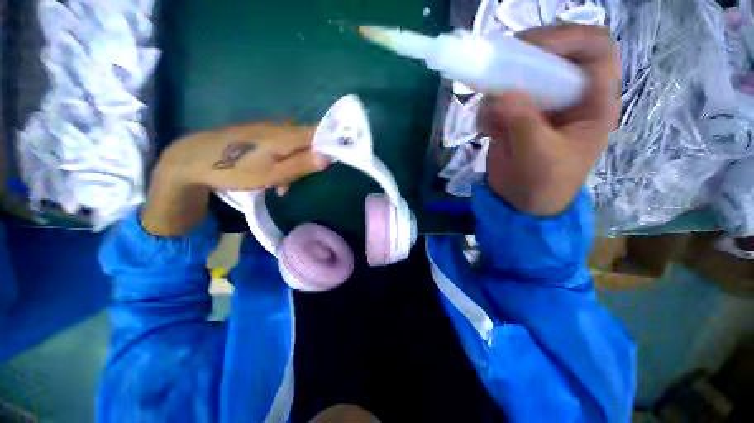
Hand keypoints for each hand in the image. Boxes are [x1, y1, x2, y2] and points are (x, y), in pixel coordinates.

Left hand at [142, 123, 329, 235]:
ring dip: (296, 165)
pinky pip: (282, 146)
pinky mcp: (260, 134)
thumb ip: (301, 165)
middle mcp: (281, 127)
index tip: (339, 159)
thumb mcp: (272, 174)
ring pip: (295, 145)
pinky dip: (283, 162)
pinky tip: (273, 178)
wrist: (193, 159)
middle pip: (310, 140)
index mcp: (287, 136)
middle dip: (313, 159)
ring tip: (283, 186)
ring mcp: (269, 130)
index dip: (334, 142)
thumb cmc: (235, 169)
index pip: (321, 132)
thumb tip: (328, 157)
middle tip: (305, 180)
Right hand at [478, 24, 619, 215]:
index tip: (532, 48)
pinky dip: (487, 112)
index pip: (595, 49)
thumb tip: (500, 94)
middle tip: (497, 66)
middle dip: (523, 59)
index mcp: (592, 101)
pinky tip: (485, 131)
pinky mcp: (514, 117)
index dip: (568, 38)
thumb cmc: (545, 184)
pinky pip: (498, 101)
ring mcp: (538, 105)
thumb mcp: (540, 155)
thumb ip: (524, 122)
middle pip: (552, 55)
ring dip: (498, 91)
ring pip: (519, 77)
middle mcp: (567, 96)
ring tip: (490, 118)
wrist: (519, 202)